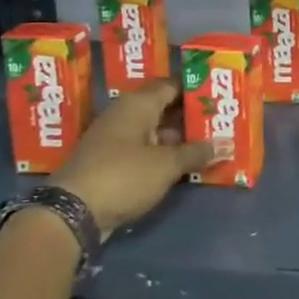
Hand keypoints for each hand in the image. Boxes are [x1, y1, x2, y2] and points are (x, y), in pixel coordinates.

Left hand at [46, 81, 223, 238]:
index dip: (196, 89)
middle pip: (165, 108)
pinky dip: (165, 155)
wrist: (72, 213)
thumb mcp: (167, 165)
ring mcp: (116, 139)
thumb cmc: (124, 176)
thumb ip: (197, 152)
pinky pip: (146, 150)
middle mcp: (125, 115)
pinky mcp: (111, 162)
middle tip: (222, 121)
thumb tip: (226, 144)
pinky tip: (187, 164)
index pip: (172, 85)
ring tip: (212, 143)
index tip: (221, 95)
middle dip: (192, 116)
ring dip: (181, 139)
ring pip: (156, 131)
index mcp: (138, 104)